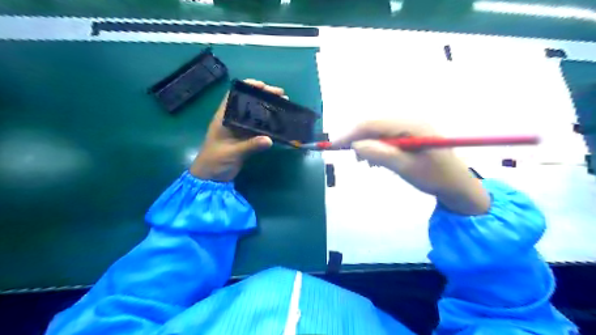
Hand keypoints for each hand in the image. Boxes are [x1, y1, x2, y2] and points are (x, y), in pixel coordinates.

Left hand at [190, 78, 284, 181]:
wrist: (211, 178)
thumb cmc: (215, 161)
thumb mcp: (232, 152)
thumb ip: (250, 146)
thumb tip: (269, 140)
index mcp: (224, 117)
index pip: (234, 95)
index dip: (248, 87)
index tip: (263, 86)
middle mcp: (232, 120)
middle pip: (248, 103)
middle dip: (264, 96)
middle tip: (280, 95)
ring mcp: (240, 129)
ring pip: (255, 114)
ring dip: (268, 109)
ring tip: (283, 105)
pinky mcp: (245, 139)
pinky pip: (258, 128)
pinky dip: (268, 124)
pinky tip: (279, 122)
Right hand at [333, 121, 490, 214]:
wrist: (457, 183)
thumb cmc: (434, 177)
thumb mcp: (406, 168)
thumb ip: (381, 155)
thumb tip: (356, 145)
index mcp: (411, 125)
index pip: (373, 124)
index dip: (351, 134)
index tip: (334, 145)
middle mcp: (409, 119)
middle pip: (374, 125)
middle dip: (359, 140)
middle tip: (354, 159)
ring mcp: (410, 125)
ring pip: (378, 131)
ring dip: (368, 144)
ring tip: (368, 163)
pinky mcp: (409, 133)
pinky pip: (386, 135)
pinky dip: (377, 146)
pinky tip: (378, 159)